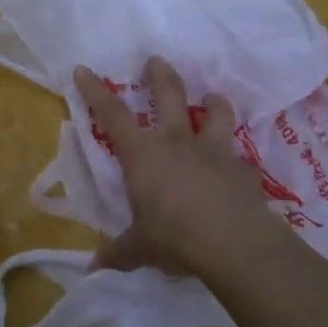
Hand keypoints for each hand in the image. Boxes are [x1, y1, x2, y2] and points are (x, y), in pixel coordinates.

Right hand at [76, 57, 278, 279]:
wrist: (235, 245)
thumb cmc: (175, 239)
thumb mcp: (140, 248)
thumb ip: (119, 252)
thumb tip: (94, 266)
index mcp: (143, 155)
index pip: (112, 114)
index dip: (95, 90)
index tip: (83, 69)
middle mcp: (177, 142)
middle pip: (168, 95)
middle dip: (160, 75)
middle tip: (155, 60)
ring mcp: (214, 152)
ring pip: (215, 113)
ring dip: (213, 102)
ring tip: (212, 97)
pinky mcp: (244, 170)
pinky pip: (240, 156)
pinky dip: (237, 157)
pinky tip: (238, 166)